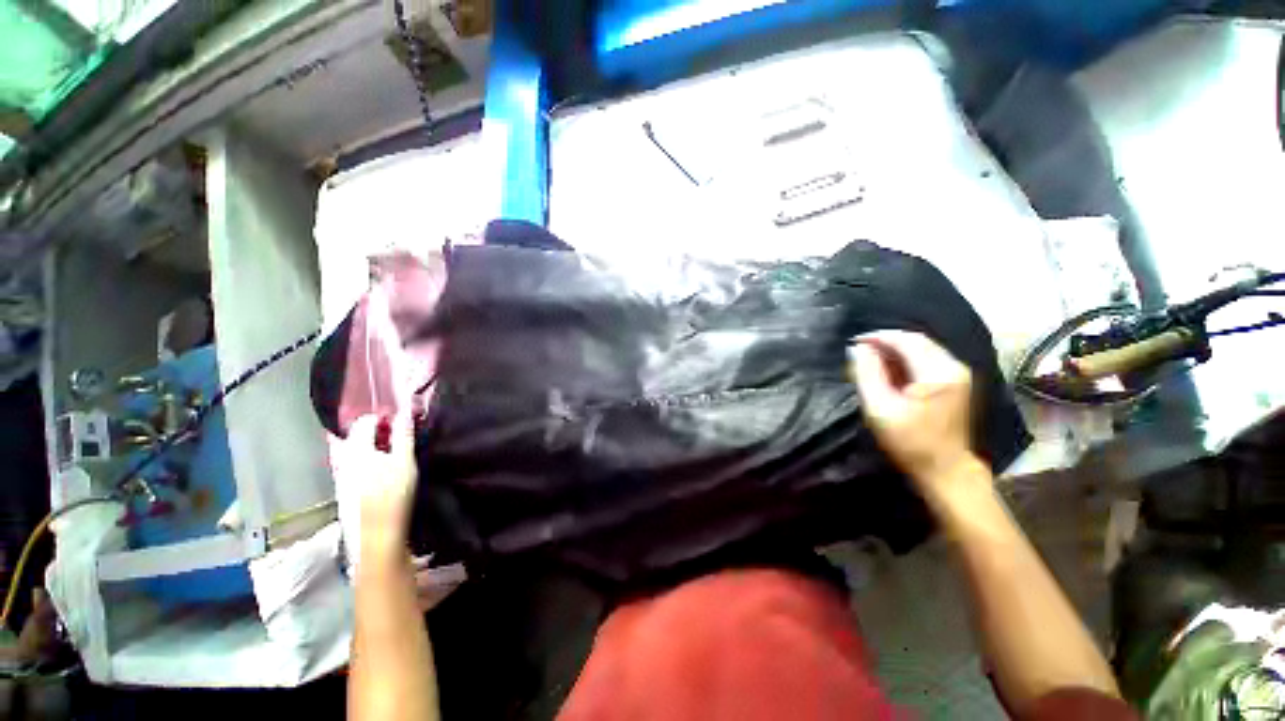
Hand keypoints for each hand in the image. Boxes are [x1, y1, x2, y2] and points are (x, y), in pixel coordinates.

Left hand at [341, 414, 418, 558]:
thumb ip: (404, 436)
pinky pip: (349, 463)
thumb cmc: (394, 494)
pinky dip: (362, 457)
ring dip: (366, 444)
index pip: (364, 422)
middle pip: (353, 435)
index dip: (381, 417)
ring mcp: (341, 474)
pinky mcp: (343, 487)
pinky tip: (376, 465)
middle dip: (371, 430)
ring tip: (386, 447)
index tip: (397, 419)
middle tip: (392, 431)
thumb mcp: (405, 461)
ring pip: (350, 450)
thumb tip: (404, 413)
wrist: (377, 532)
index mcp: (357, 449)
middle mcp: (344, 459)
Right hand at [847, 330, 982, 499]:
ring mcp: (957, 374)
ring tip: (869, 358)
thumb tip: (858, 348)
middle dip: (885, 341)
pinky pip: (926, 359)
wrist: (945, 469)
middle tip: (859, 349)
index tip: (854, 342)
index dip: (878, 337)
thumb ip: (867, 374)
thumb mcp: (880, 408)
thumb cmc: (910, 441)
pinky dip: (905, 359)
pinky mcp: (954, 382)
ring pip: (922, 348)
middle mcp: (953, 366)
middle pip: (916, 341)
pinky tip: (888, 369)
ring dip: (894, 349)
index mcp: (938, 372)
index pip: (906, 340)